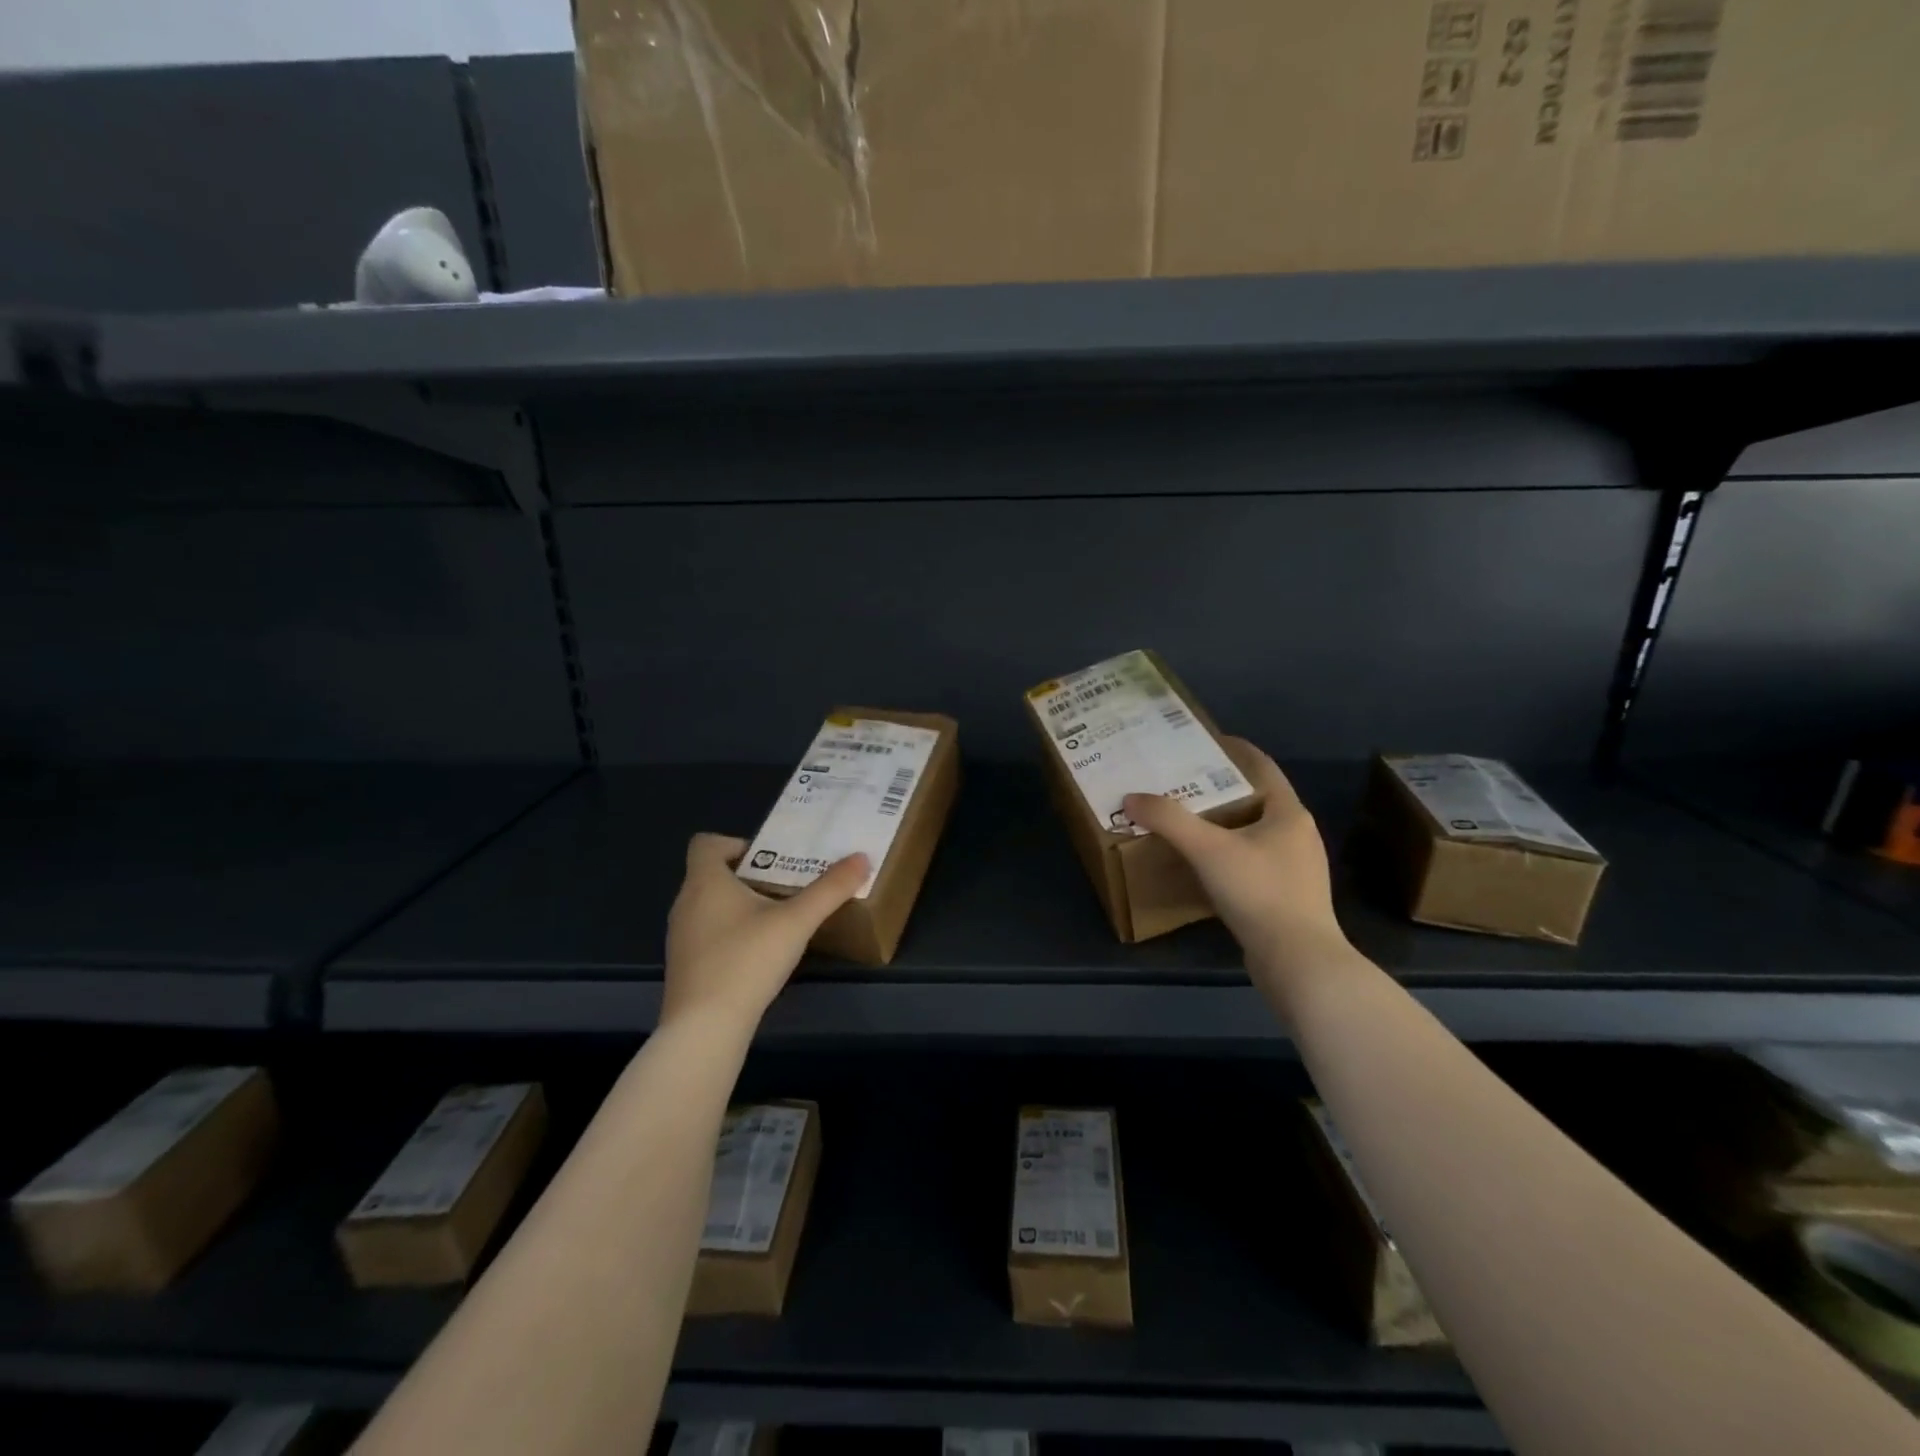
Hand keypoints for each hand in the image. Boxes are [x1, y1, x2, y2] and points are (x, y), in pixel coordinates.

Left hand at [662, 835, 868, 1031]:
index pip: (705, 843)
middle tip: (786, 887)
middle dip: (749, 876)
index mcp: (705, 881)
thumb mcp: (797, 922)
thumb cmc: (746, 961)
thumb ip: (830, 889)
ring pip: (710, 905)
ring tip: (778, 920)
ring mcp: (680, 937)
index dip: (736, 843)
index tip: (770, 861)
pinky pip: (706, 934)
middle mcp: (685, 903)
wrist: (704, 1028)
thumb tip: (862, 858)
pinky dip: (730, 933)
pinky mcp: (684, 966)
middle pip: (712, 874)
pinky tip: (757, 955)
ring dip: (740, 905)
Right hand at [1123, 738, 1345, 970]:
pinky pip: (1252, 862)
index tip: (1203, 739)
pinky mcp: (1286, 897)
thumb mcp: (1208, 850)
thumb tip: (1131, 798)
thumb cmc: (1259, 893)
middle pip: (1256, 799)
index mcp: (1288, 813)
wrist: (1298, 962)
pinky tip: (1203, 864)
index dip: (1234, 749)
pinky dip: (1227, 853)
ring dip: (1222, 823)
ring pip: (1253, 832)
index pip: (1262, 766)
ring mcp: (1295, 868)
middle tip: (1181, 781)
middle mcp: (1297, 835)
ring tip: (1186, 820)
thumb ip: (1168, 820)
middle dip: (1220, 788)